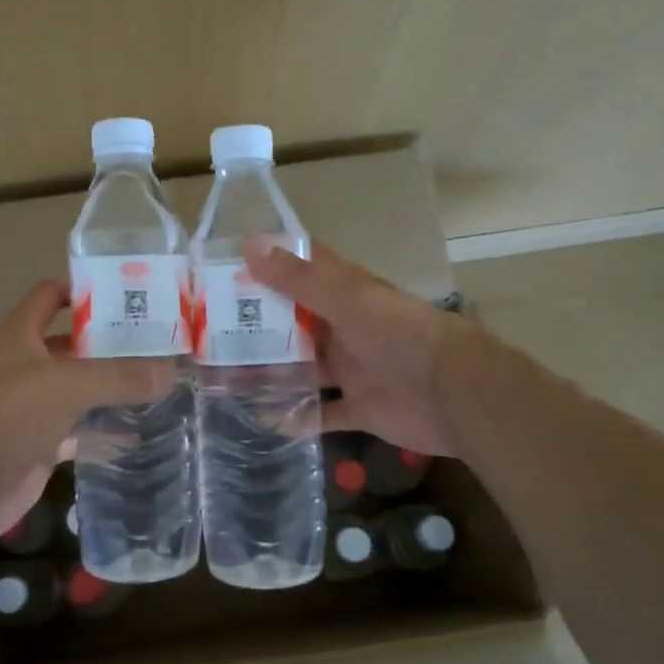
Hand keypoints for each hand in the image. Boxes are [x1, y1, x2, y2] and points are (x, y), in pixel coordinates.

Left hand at [0, 279, 174, 546]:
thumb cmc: (6, 416)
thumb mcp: (67, 385)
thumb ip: (119, 376)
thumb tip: (171, 370)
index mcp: (15, 335)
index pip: (49, 296)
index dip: (83, 288)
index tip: (127, 290)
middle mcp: (19, 365)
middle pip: (69, 343)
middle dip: (107, 341)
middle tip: (156, 339)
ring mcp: (27, 406)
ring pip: (75, 387)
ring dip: (108, 385)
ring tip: (155, 378)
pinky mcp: (36, 443)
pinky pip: (77, 428)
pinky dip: (102, 427)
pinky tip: (136, 427)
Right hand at [245, 240, 465, 456]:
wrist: (455, 395)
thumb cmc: (401, 336)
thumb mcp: (348, 300)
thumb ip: (300, 278)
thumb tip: (250, 245)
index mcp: (345, 294)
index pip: (301, 271)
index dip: (266, 266)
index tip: (223, 268)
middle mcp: (345, 328)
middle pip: (294, 324)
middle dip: (257, 327)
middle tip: (208, 332)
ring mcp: (352, 369)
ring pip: (302, 368)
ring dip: (270, 372)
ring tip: (223, 378)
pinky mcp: (359, 408)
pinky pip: (320, 412)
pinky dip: (296, 416)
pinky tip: (262, 418)